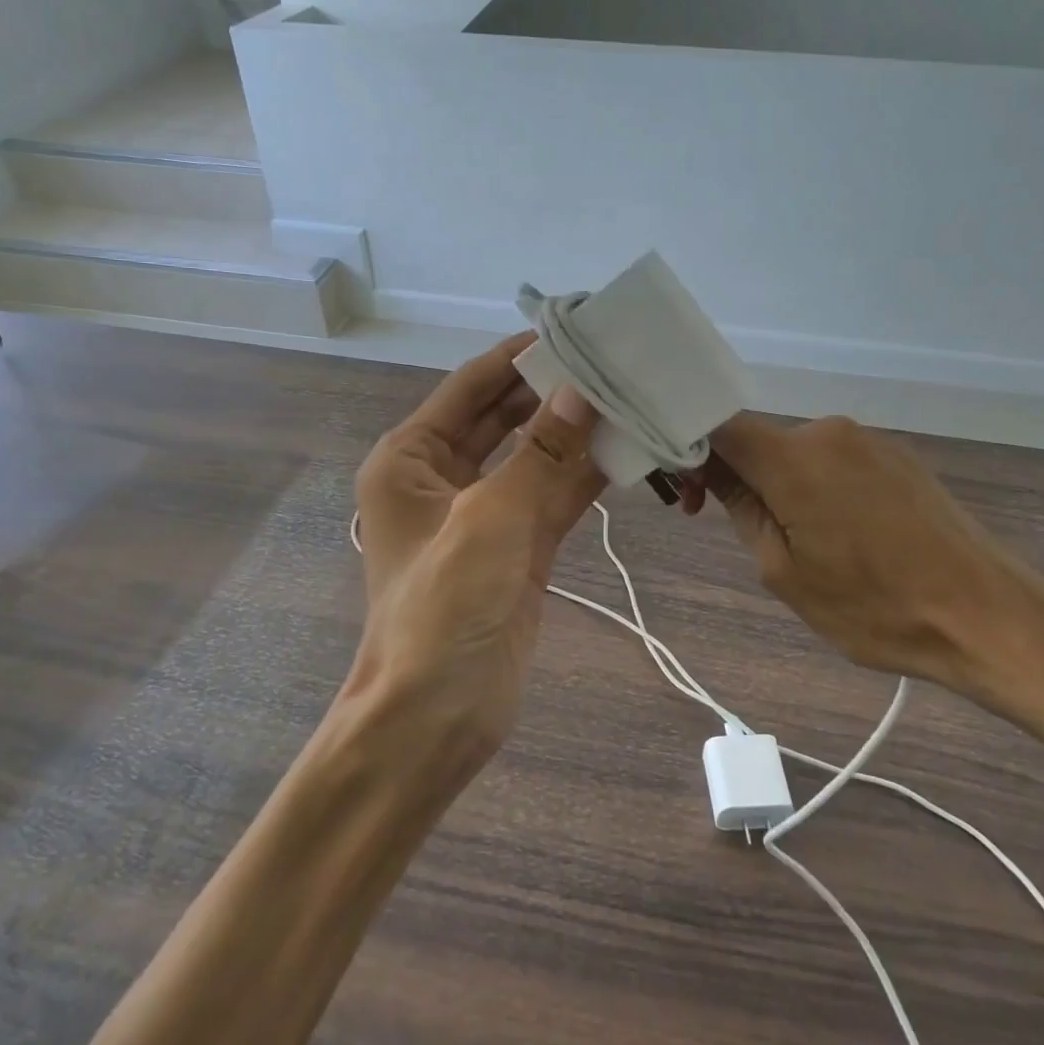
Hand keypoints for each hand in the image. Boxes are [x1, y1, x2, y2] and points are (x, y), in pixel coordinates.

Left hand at [349, 333, 605, 769]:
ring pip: (536, 457)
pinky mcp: (518, 547)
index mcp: (411, 459)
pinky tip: (628, 449)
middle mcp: (443, 477)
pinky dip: (586, 475)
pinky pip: (554, 496)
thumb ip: (541, 454)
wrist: (436, 717)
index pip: (471, 387)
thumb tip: (580, 390)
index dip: (519, 356)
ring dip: (576, 432)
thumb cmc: (444, 610)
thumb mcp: (491, 520)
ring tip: (631, 395)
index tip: (574, 327)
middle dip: (554, 391)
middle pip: (506, 417)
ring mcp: (484, 513)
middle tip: (614, 360)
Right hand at [685, 413, 1043, 708]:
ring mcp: (870, 441)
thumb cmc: (873, 607)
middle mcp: (829, 432)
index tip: (693, 495)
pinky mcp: (899, 456)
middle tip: (746, 533)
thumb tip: (714, 472)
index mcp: (794, 458)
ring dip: (782, 485)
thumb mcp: (784, 572)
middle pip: (759, 440)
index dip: (693, 450)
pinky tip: (843, 533)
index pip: (719, 426)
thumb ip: (742, 510)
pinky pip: (836, 460)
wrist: (986, 616)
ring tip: (804, 543)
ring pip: (798, 453)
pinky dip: (819, 486)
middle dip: (739, 476)